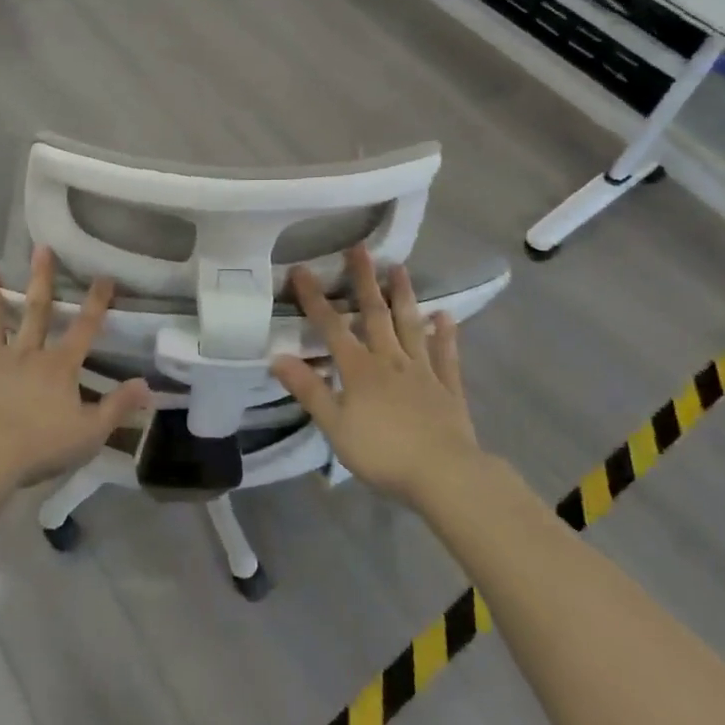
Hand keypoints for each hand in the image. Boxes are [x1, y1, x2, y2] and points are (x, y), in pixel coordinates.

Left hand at [0, 246, 150, 493]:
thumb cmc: (41, 445)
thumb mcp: (91, 432)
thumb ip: (118, 407)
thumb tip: (147, 384)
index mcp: (59, 366)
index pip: (85, 328)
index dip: (96, 302)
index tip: (104, 274)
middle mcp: (26, 356)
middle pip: (37, 312)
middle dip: (41, 280)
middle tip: (40, 248)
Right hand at [272, 247, 484, 506]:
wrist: (445, 475)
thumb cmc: (383, 452)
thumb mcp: (335, 425)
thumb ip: (308, 390)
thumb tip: (277, 357)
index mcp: (359, 369)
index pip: (331, 326)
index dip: (314, 298)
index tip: (301, 269)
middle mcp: (390, 359)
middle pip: (375, 314)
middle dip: (364, 280)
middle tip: (360, 249)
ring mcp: (422, 371)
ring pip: (410, 325)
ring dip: (404, 296)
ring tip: (400, 268)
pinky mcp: (448, 387)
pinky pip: (446, 355)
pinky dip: (445, 334)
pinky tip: (445, 315)